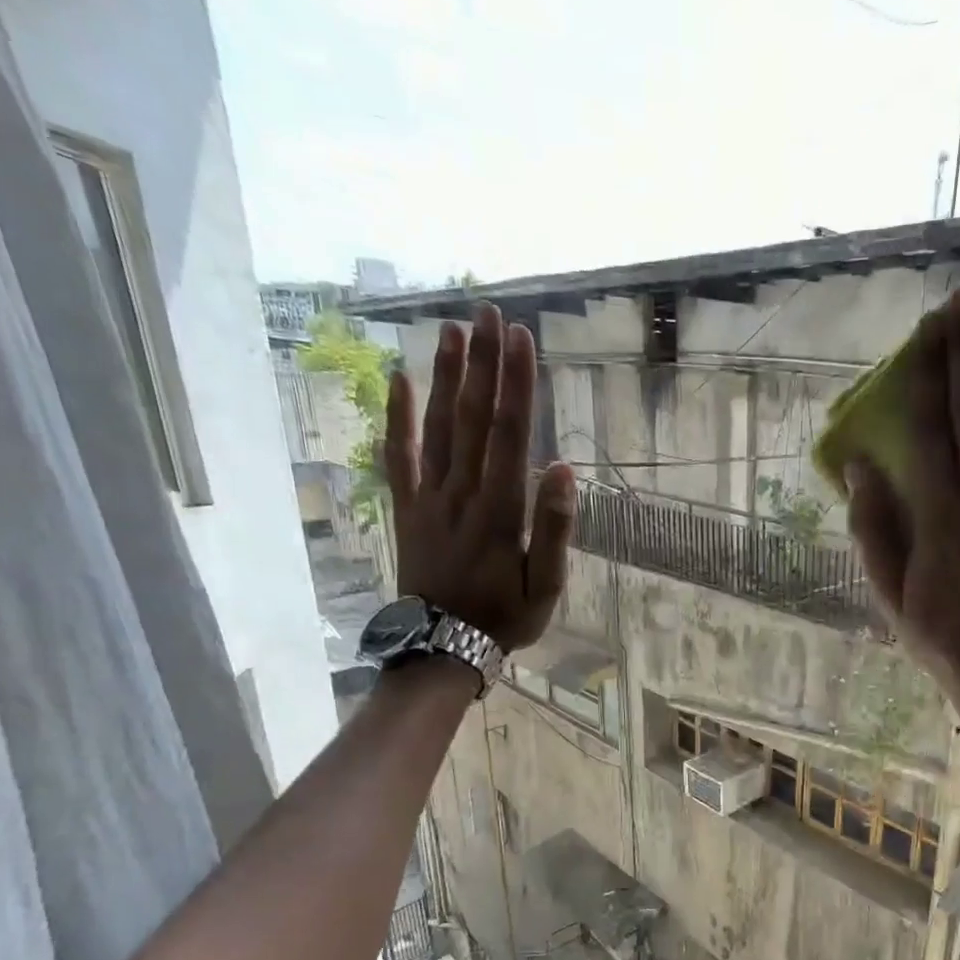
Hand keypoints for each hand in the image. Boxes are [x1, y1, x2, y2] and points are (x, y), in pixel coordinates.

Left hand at [383, 303, 574, 650]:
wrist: (442, 646)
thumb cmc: (505, 618)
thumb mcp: (547, 587)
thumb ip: (555, 529)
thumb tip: (563, 469)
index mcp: (500, 511)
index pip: (509, 435)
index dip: (515, 384)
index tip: (521, 338)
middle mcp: (461, 493)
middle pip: (472, 419)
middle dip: (482, 364)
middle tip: (489, 313)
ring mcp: (428, 499)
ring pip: (436, 428)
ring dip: (445, 377)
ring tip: (453, 330)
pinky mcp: (406, 508)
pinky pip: (397, 457)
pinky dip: (397, 418)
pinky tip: (397, 380)